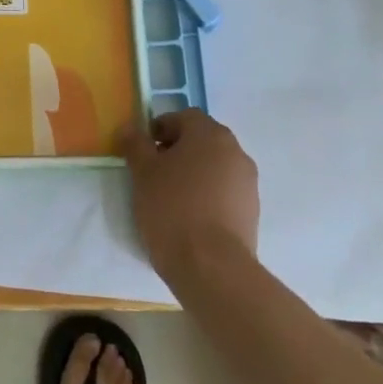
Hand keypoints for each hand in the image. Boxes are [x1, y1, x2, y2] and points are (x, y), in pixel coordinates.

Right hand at [122, 108, 260, 284]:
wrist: (212, 266)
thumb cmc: (172, 208)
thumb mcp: (142, 172)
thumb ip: (135, 144)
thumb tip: (130, 128)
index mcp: (210, 135)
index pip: (183, 117)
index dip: (160, 128)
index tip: (143, 150)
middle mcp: (235, 152)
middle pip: (202, 140)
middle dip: (177, 150)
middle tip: (154, 172)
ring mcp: (248, 183)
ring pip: (214, 166)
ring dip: (194, 173)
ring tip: (170, 197)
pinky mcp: (252, 211)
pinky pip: (224, 191)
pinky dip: (207, 195)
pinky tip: (189, 217)